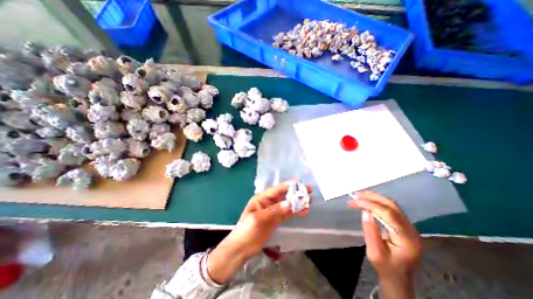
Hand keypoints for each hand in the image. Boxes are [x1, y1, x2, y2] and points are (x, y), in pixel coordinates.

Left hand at [207, 181, 310, 283]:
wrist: (241, 248)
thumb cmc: (247, 231)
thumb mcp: (259, 219)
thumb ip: (274, 211)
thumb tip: (289, 204)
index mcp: (261, 198)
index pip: (276, 189)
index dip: (288, 185)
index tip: (300, 183)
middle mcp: (268, 202)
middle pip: (283, 195)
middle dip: (295, 193)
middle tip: (309, 190)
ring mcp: (272, 211)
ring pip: (287, 204)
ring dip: (297, 202)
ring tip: (310, 200)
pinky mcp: (275, 219)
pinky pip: (286, 213)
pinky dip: (295, 212)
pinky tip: (304, 211)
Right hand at [348, 191, 422, 298]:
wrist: (397, 276)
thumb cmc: (385, 267)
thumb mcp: (374, 252)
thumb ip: (370, 232)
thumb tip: (365, 212)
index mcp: (407, 239)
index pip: (389, 214)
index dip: (371, 205)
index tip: (355, 201)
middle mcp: (411, 230)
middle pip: (392, 206)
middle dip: (372, 197)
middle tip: (356, 195)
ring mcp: (409, 226)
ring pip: (392, 204)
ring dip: (374, 197)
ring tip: (359, 195)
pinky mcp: (403, 224)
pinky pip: (390, 208)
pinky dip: (377, 201)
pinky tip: (367, 200)